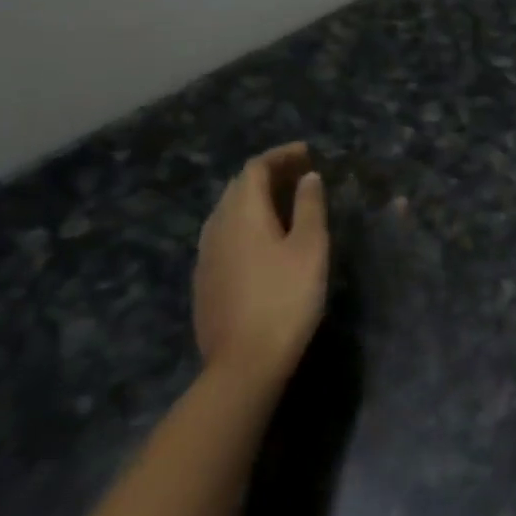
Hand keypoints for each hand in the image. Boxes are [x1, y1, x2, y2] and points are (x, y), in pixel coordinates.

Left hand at [194, 143, 328, 389]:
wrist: (244, 363)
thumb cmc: (286, 299)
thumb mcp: (310, 248)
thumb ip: (309, 207)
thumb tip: (307, 176)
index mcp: (243, 215)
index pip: (255, 169)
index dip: (280, 155)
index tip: (307, 152)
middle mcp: (217, 228)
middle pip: (238, 187)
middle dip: (268, 173)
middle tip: (300, 172)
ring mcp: (206, 256)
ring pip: (227, 211)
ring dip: (254, 197)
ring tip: (284, 200)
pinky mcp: (204, 280)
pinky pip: (223, 233)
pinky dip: (245, 221)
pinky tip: (263, 237)